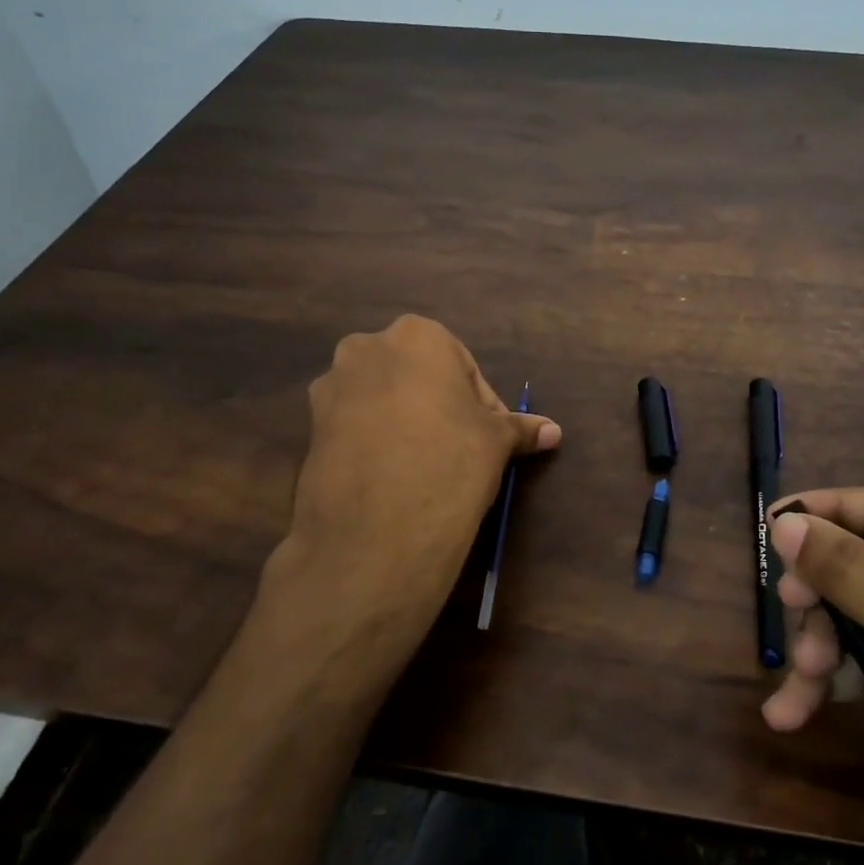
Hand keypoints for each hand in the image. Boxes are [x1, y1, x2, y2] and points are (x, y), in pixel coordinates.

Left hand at [259, 316, 559, 673]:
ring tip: (425, 467)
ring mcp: (331, 387)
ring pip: (382, 400)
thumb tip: (554, 431)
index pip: (462, 367)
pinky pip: (355, 427)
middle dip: (439, 407)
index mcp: (417, 335)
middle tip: (460, 450)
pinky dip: (375, 443)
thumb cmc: (450, 460)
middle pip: (417, 377)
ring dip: (405, 423)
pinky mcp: (309, 428)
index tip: (489, 439)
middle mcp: (366, 348)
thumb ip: (521, 428)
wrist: (377, 529)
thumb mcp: (496, 442)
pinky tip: (393, 479)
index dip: (481, 405)